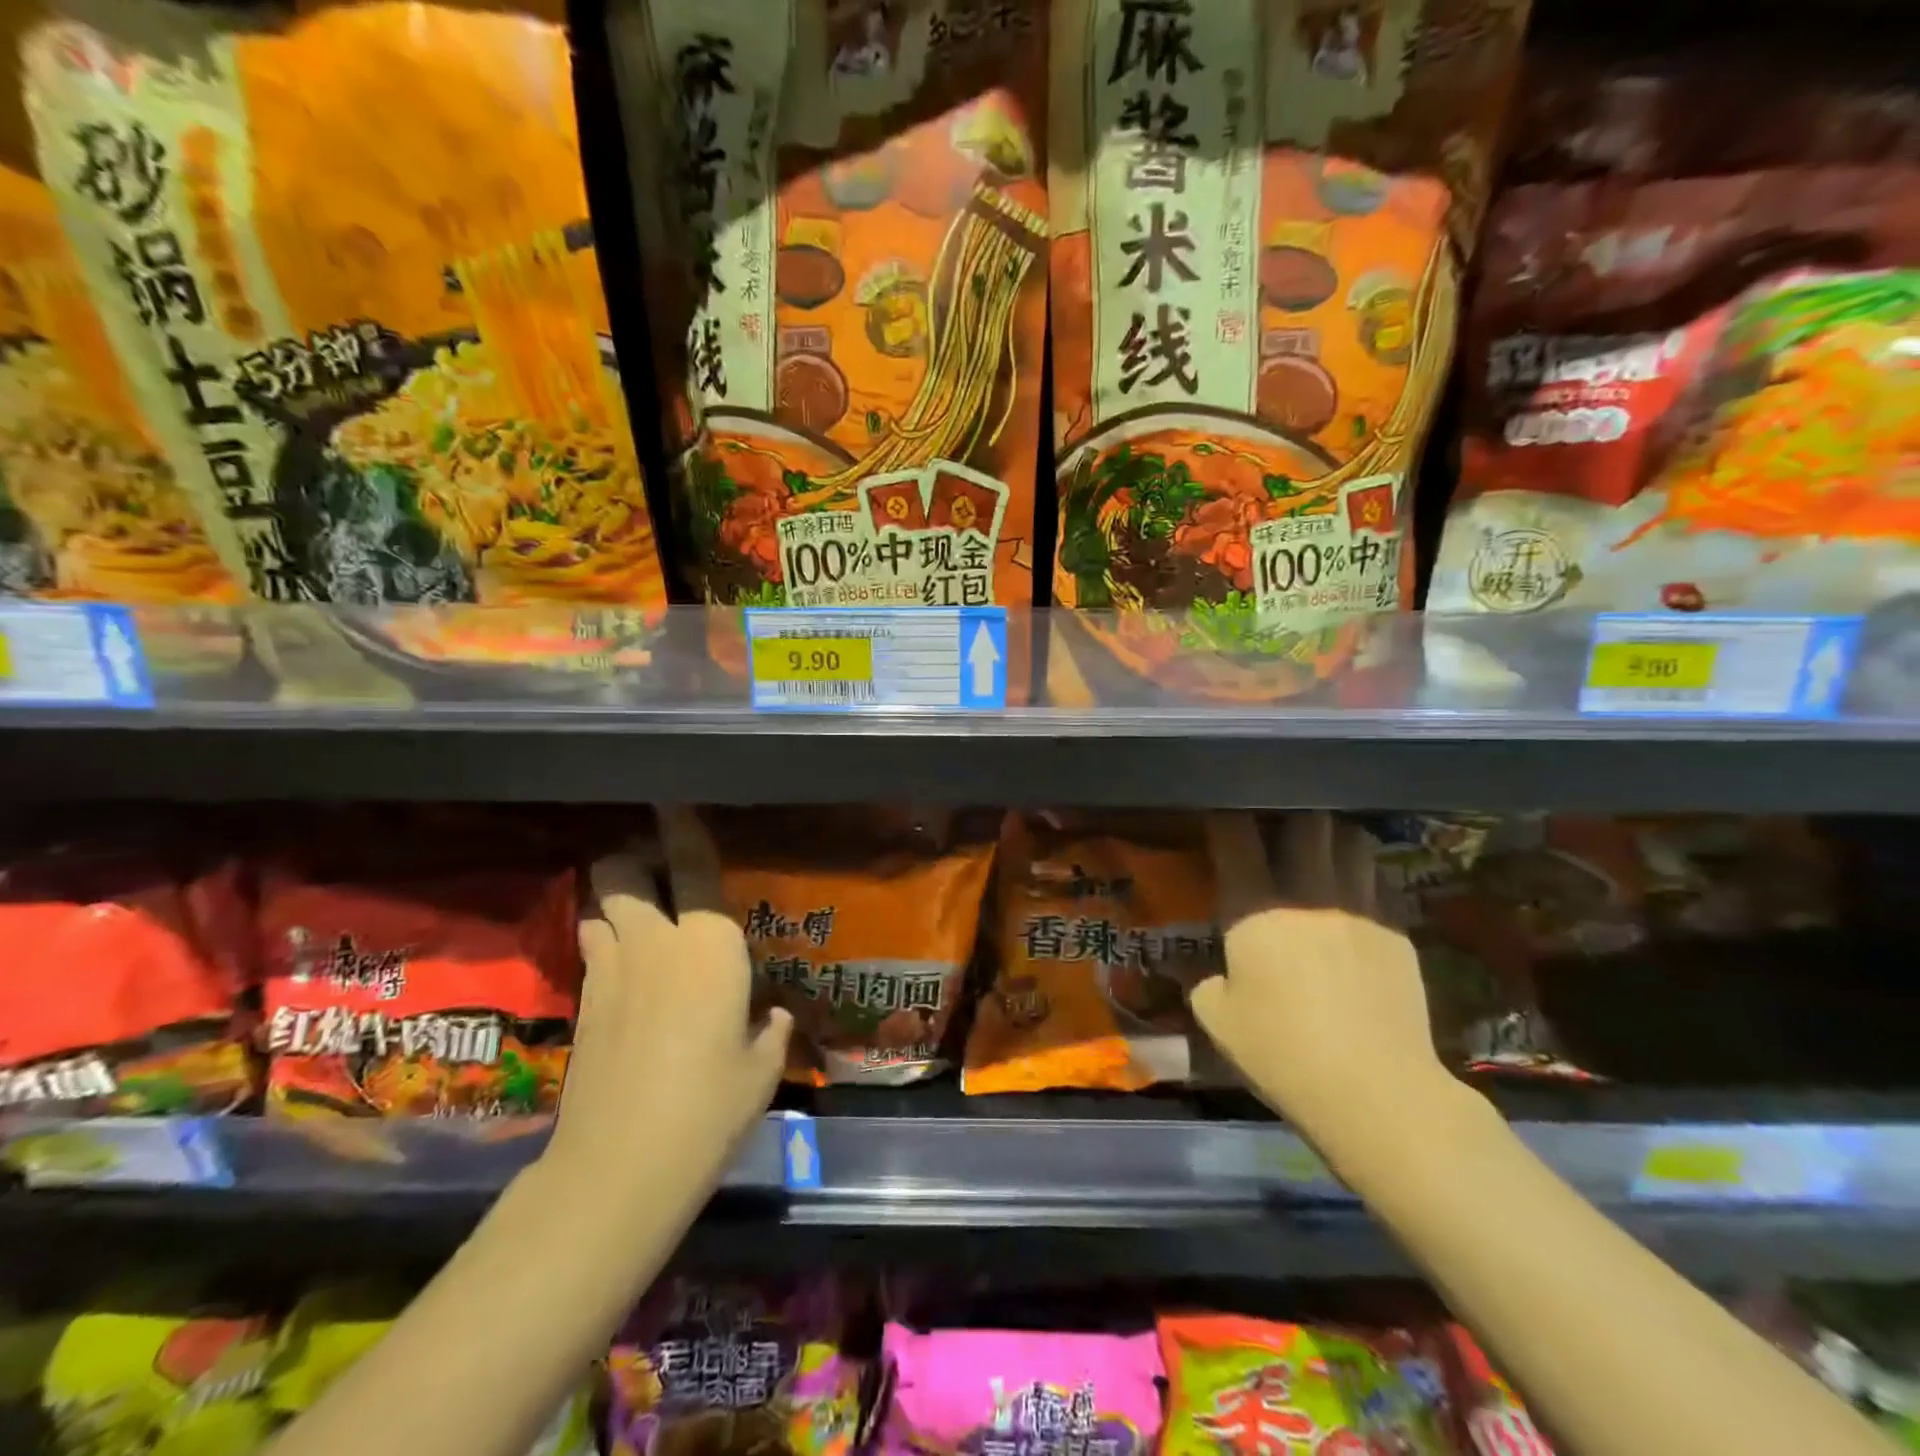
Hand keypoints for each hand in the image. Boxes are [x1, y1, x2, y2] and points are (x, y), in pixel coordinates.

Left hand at [544, 808, 791, 1192]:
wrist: (618, 1169)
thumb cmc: (709, 1109)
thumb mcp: (761, 1068)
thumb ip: (770, 1029)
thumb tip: (770, 1016)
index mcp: (708, 945)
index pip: (694, 866)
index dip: (683, 827)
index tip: (674, 801)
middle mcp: (654, 941)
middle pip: (622, 869)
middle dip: (634, 857)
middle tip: (659, 873)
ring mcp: (609, 970)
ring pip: (598, 904)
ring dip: (615, 898)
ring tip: (641, 916)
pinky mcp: (583, 1003)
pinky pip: (592, 948)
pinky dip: (606, 943)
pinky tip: (629, 972)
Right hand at [1189, 813, 1454, 1144]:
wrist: (1375, 1091)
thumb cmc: (1281, 1052)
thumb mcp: (1217, 1019)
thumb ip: (1204, 981)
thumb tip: (1212, 970)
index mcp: (1253, 908)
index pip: (1235, 837)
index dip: (1225, 818)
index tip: (1221, 816)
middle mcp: (1307, 892)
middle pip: (1303, 823)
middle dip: (1287, 816)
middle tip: (1277, 829)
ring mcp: (1359, 907)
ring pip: (1350, 841)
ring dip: (1331, 838)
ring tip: (1322, 850)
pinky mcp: (1397, 930)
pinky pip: (1379, 882)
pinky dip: (1363, 877)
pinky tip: (1357, 895)